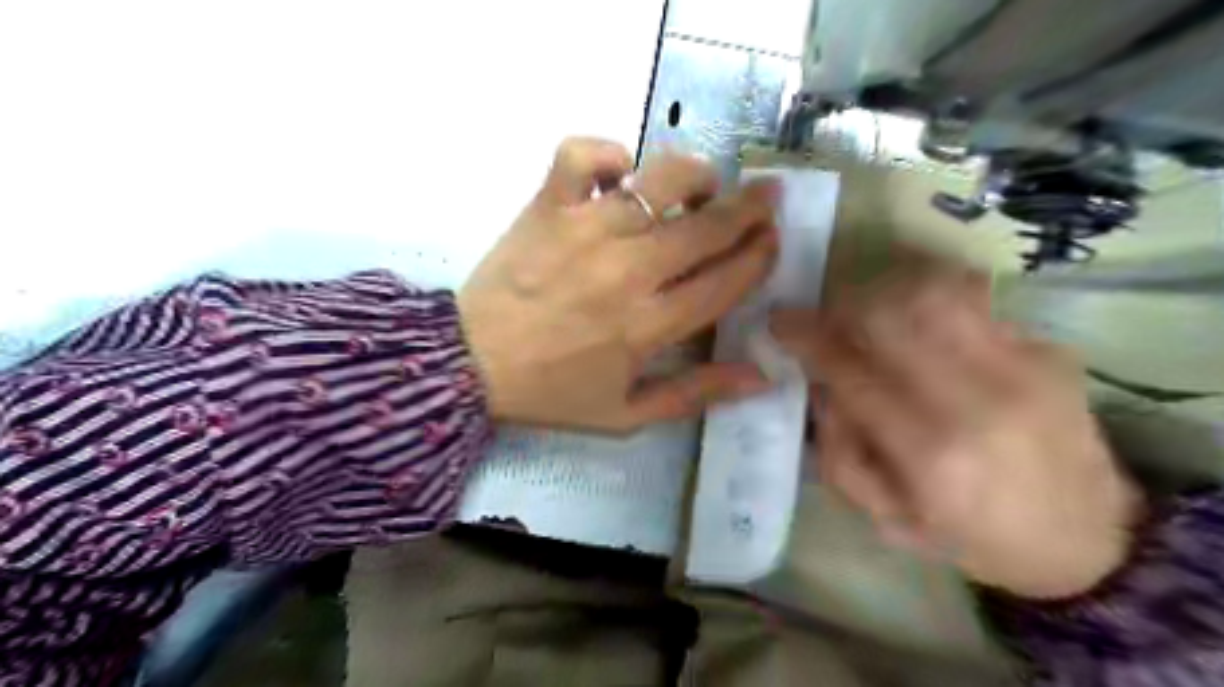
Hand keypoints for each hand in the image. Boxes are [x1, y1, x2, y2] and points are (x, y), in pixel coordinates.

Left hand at [454, 138, 776, 430]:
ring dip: (695, 176)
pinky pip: (584, 155)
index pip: (725, 281)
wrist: (470, 364)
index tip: (772, 240)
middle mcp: (627, 272)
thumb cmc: (552, 392)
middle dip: (750, 209)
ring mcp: (585, 231)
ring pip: (659, 181)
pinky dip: (608, 153)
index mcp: (648, 326)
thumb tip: (762, 375)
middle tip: (767, 196)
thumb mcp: (626, 414)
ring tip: (702, 185)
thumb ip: (695, 394)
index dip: (759, 256)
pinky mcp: (548, 207)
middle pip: (707, 228)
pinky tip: (619, 173)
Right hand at [773, 265, 1148, 599]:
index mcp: (931, 452)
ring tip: (871, 312)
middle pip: (891, 314)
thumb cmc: (975, 538)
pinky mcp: (1049, 351)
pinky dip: (931, 301)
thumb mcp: (888, 520)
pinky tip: (922, 326)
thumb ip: (840, 453)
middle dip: (843, 305)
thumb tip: (821, 386)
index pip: (851, 367)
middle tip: (827, 318)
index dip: (807, 335)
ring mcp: (1022, 367)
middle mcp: (978, 399)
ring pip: (936, 292)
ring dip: (887, 292)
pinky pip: (974, 302)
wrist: (1090, 542)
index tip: (779, 320)